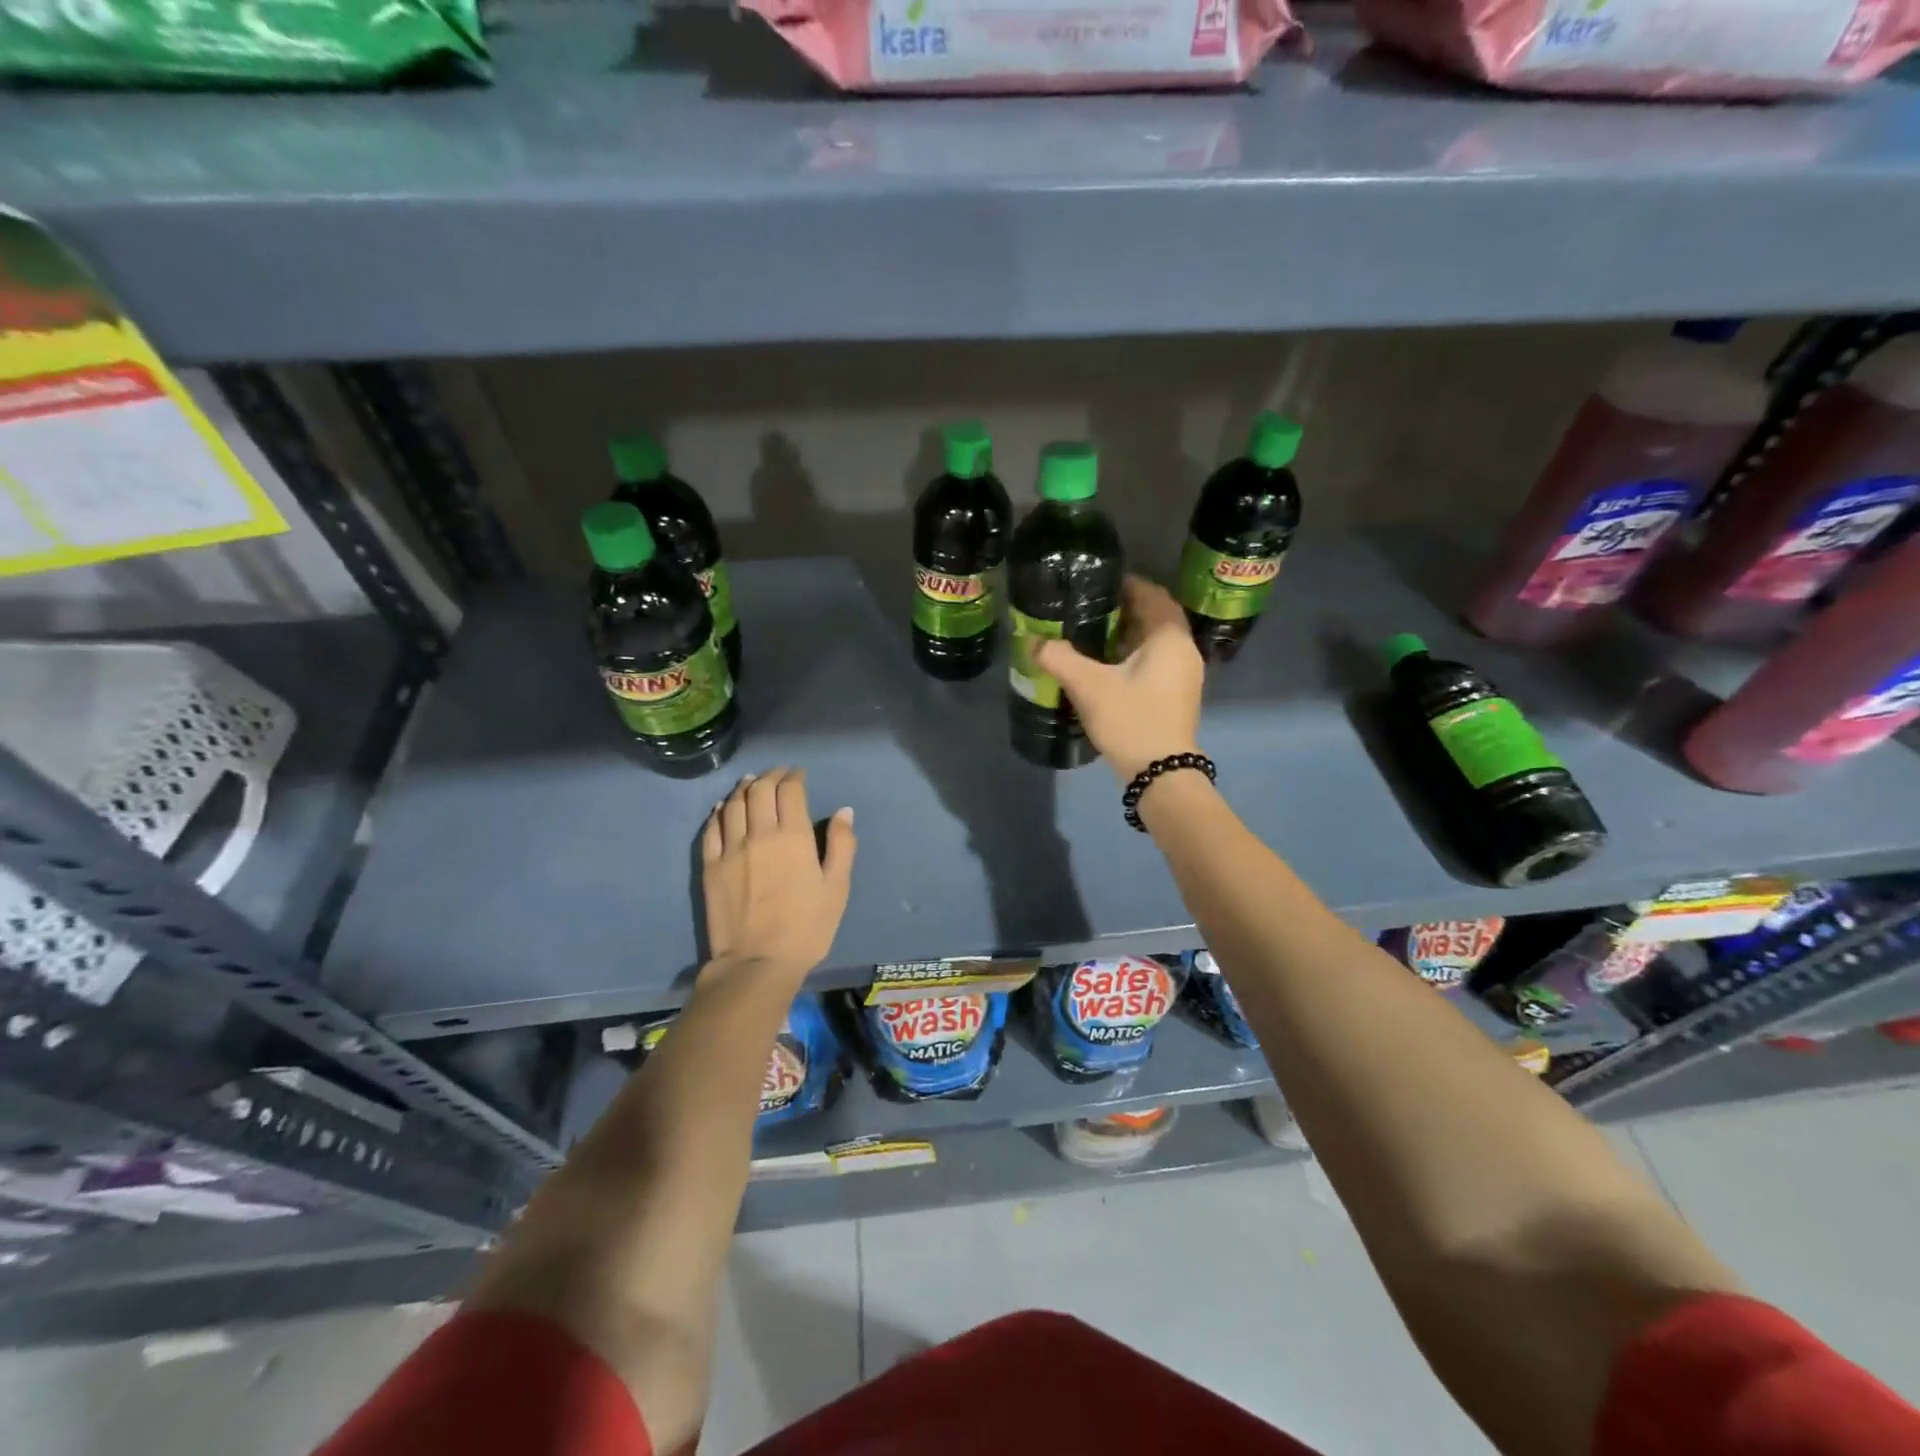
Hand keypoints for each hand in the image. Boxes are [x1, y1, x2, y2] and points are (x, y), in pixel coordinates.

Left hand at [701, 767, 856, 980]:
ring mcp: (731, 849)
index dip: (795, 776)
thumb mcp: (837, 888)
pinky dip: (718, 812)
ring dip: (744, 788)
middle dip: (770, 776)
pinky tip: (723, 808)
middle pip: (759, 790)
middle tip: (778, 775)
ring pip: (733, 803)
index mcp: (793, 836)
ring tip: (751, 784)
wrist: (758, 962)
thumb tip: (844, 811)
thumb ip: (842, 845)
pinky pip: (711, 828)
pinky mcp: (711, 866)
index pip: (790, 790)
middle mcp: (759, 833)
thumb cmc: (807, 927)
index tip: (799, 774)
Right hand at [1032, 576, 1203, 782]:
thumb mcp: (1088, 686)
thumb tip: (1033, 641)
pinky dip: (1134, 655)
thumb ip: (1059, 658)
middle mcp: (1184, 649)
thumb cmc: (1130, 720)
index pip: (1152, 594)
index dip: (1125, 584)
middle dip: (1123, 609)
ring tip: (1091, 634)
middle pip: (1155, 616)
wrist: (1161, 773)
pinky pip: (1156, 661)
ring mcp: (1185, 674)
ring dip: (1127, 634)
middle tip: (1087, 608)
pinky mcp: (1177, 694)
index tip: (1095, 583)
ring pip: (1155, 641)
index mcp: (1169, 637)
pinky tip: (1107, 666)